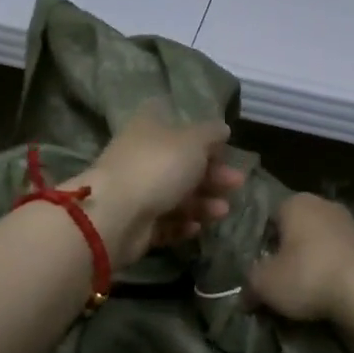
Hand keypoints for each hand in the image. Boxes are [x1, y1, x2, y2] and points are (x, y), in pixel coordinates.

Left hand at [75, 106, 244, 264]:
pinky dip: (182, 224)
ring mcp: (136, 191)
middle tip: (236, 183)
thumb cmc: (158, 166)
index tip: (224, 147)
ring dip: (202, 202)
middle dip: (212, 174)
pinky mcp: (136, 222)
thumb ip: (211, 133)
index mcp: (149, 127)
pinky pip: (164, 222)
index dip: (202, 135)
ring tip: (222, 211)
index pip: (177, 124)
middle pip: (181, 163)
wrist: (117, 215)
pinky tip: (196, 227)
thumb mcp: (193, 141)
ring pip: (176, 195)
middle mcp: (141, 156)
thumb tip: (222, 128)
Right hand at [245, 193, 353, 321]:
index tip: (263, 268)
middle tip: (281, 279)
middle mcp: (323, 203)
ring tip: (305, 288)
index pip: (269, 219)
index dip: (263, 245)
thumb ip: (250, 283)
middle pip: (295, 229)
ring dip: (310, 260)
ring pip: (318, 241)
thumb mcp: (264, 283)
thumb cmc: (306, 276)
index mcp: (295, 202)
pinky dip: (330, 267)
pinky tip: (327, 289)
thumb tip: (246, 294)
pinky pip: (338, 254)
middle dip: (288, 251)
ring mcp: (349, 222)